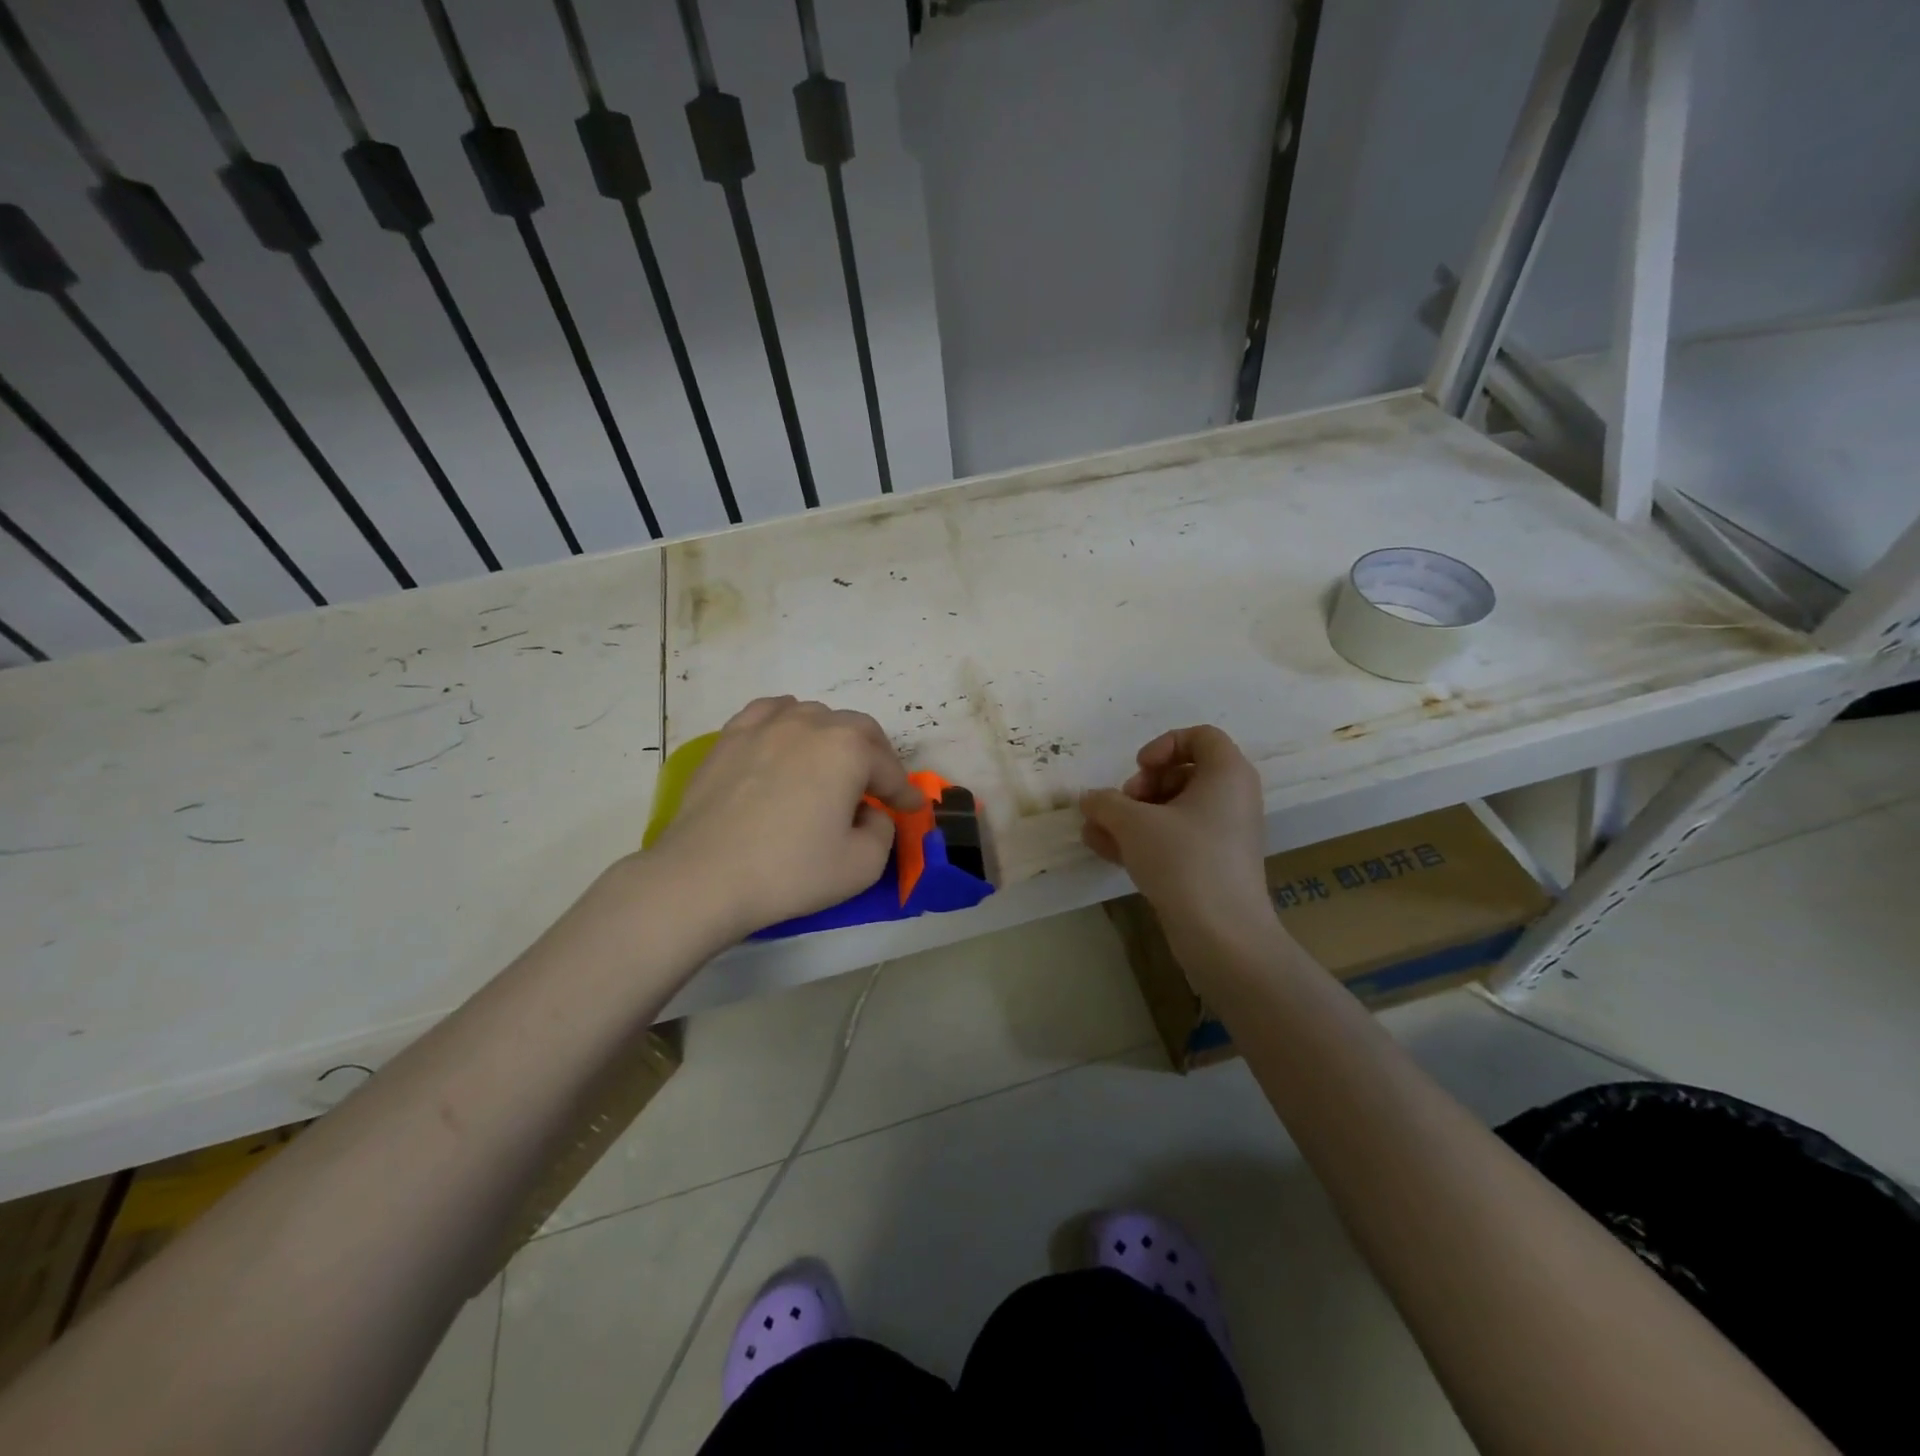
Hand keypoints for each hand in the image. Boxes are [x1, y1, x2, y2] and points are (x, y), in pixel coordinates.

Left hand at [645, 696, 923, 940]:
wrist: (704, 877)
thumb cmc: (790, 871)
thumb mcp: (862, 865)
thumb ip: (883, 830)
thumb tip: (870, 813)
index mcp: (847, 749)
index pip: (888, 768)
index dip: (904, 791)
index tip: (913, 807)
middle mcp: (810, 724)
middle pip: (857, 730)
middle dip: (876, 757)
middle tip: (879, 787)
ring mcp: (765, 726)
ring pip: (814, 716)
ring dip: (833, 738)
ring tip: (832, 765)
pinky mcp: (730, 738)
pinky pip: (769, 713)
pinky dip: (788, 722)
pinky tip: (785, 740)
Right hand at [1080, 725, 1272, 941]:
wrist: (1223, 935)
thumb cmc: (1184, 861)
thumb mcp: (1133, 823)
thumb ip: (1105, 802)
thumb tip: (1090, 798)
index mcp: (1227, 774)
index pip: (1201, 737)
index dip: (1164, 745)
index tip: (1139, 768)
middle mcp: (1232, 799)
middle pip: (1183, 772)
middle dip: (1142, 785)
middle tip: (1122, 806)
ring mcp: (1224, 835)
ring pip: (1174, 810)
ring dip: (1133, 816)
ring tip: (1097, 833)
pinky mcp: (1213, 865)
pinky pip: (1176, 839)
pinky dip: (1145, 840)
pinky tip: (1106, 852)